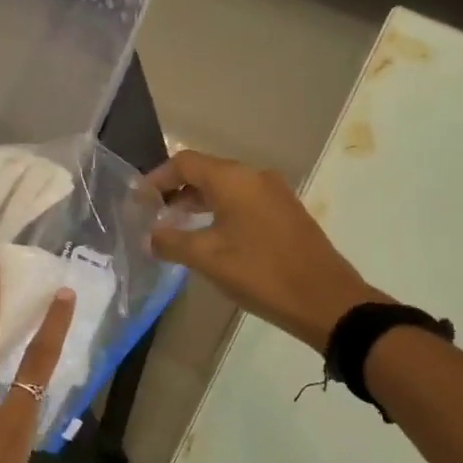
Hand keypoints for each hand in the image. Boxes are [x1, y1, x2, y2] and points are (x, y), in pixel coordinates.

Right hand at [148, 150, 385, 351]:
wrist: (325, 299)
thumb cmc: (261, 273)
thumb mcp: (207, 259)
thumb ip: (171, 242)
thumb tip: (149, 235)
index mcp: (234, 179)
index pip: (184, 162)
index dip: (157, 178)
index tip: (138, 200)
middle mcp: (255, 177)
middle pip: (206, 172)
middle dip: (175, 191)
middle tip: (152, 216)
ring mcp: (274, 194)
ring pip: (226, 189)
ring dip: (198, 204)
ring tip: (175, 229)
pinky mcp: (286, 214)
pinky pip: (244, 203)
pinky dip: (220, 213)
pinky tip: (210, 240)